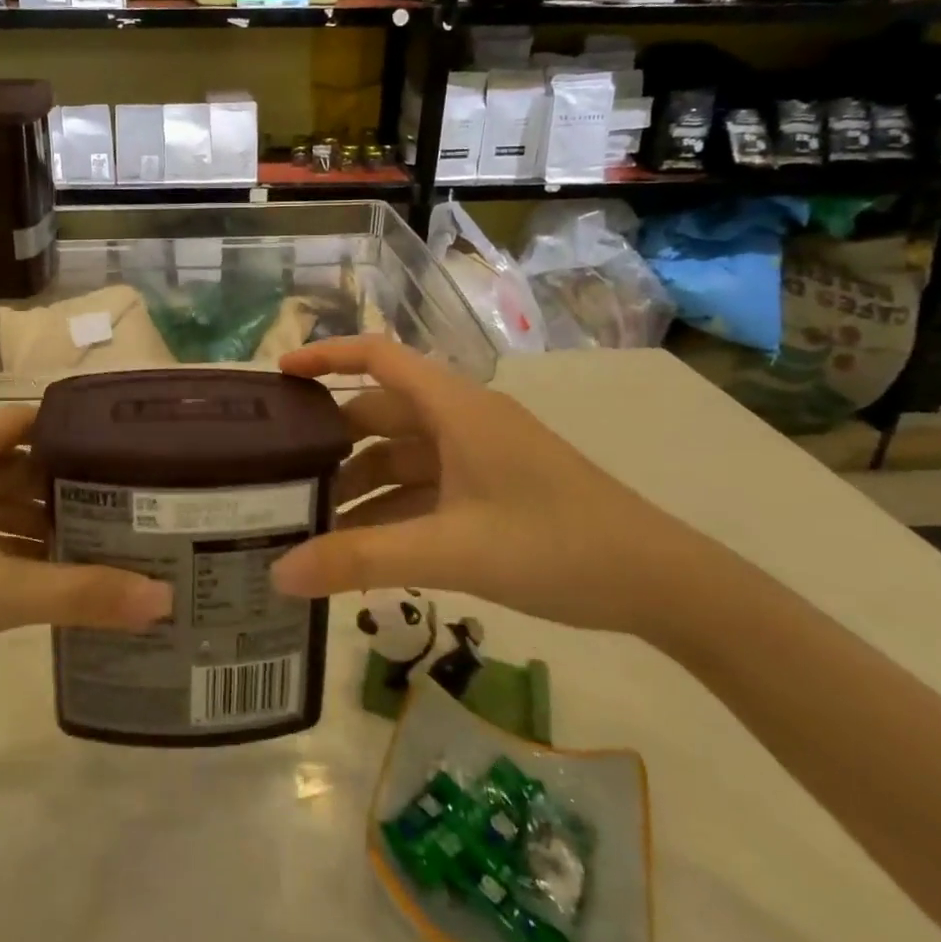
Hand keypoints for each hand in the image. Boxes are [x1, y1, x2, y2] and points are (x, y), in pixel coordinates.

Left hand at [0, 407, 171, 712]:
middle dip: (60, 482)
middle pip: (9, 458)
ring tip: (90, 536)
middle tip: (120, 501)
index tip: (124, 452)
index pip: (24, 420)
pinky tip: (36, 565)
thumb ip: (81, 594)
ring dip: (30, 514)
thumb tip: (163, 600)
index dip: (74, 433)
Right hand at [269, 337, 714, 637]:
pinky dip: (392, 510)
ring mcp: (480, 456)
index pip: (378, 357)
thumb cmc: (555, 546)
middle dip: (332, 443)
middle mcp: (463, 420)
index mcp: (455, 407)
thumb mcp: (449, 552)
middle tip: (280, 474)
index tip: (278, 375)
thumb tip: (279, 574)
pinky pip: (427, 489)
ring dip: (361, 485)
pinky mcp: (493, 490)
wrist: (662, 585)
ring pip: (403, 457)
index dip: (326, 356)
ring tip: (312, 525)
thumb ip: (360, 560)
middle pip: (382, 413)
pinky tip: (363, 549)